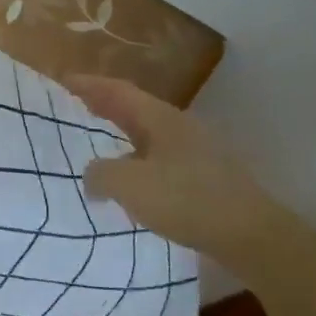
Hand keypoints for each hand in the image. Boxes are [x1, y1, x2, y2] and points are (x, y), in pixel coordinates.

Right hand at [67, 75, 296, 273]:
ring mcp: (196, 151)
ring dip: (122, 134)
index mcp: (159, 118)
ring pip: (149, 134)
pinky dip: (138, 159)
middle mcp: (178, 126)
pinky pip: (161, 158)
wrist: (251, 235)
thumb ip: (100, 174)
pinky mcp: (206, 176)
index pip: (117, 90)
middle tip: (78, 106)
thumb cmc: (186, 200)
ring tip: (100, 144)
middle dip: (104, 105)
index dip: (89, 84)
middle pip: (134, 108)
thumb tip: (92, 175)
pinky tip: (134, 181)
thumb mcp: (130, 185)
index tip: (63, 80)